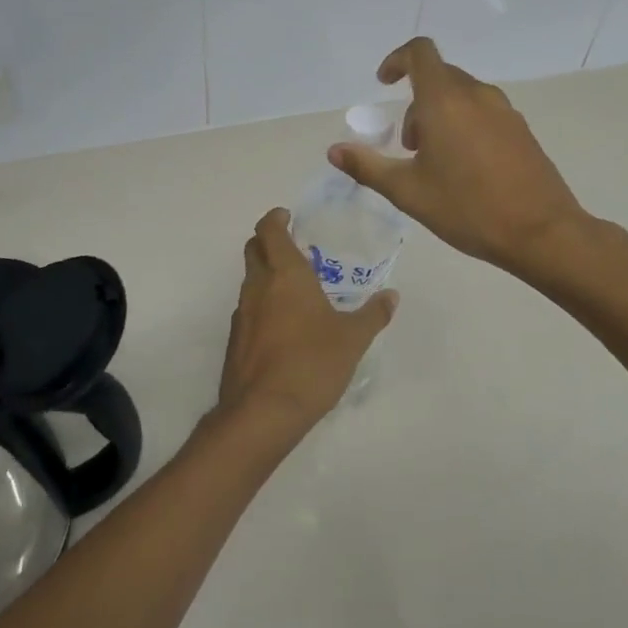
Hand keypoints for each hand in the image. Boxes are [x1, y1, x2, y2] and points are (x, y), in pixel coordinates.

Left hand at [215, 208, 397, 440]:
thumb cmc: (312, 363)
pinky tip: (283, 325)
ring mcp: (242, 313)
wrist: (263, 411)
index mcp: (285, 275)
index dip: (275, 218)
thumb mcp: (352, 339)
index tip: (287, 216)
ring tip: (294, 287)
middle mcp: (258, 287)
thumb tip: (392, 296)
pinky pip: (248, 309)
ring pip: (250, 280)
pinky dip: (262, 304)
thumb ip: (373, 315)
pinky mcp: (235, 339)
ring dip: (266, 274)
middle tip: (292, 246)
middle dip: (268, 241)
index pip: (269, 230)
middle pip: (253, 249)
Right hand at [328, 36, 589, 277]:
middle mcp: (476, 96)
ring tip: (434, 161)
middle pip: (439, 77)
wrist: (541, 232)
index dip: (397, 60)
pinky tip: (465, 168)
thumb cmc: (467, 208)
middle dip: (415, 102)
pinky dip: (464, 125)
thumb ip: (367, 166)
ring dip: (439, 115)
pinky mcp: (522, 130)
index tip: (384, 83)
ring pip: (462, 96)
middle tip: (408, 145)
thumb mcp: (408, 191)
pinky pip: (483, 112)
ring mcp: (504, 111)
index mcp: (445, 101)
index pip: (420, 53)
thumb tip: (334, 150)